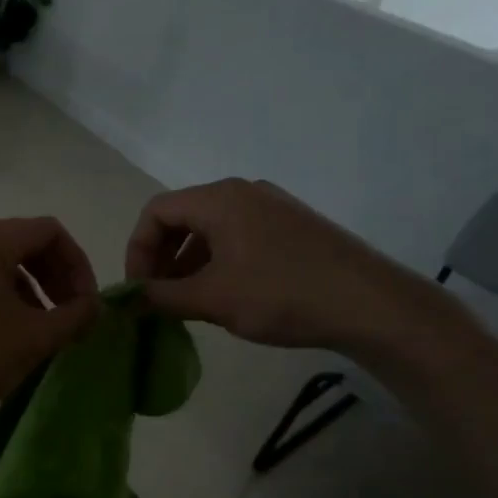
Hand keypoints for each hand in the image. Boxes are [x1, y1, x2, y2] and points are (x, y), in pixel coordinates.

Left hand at [0, 217, 100, 437]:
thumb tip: (95, 306)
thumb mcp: (34, 339)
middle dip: (51, 276)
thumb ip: (75, 315)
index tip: (86, 304)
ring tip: (34, 326)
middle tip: (66, 315)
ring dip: (22, 286)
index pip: (49, 232)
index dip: (78, 265)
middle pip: (19, 241)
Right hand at [125, 178, 443, 356]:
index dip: (137, 250)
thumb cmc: (281, 295)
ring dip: (189, 264)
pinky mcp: (293, 227)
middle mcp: (244, 192)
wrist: (372, 305)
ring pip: (211, 230)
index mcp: (219, 199)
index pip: (156, 212)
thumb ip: (161, 297)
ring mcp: (273, 207)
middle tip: (159, 298)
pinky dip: (219, 263)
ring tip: (190, 303)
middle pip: (182, 217)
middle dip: (162, 258)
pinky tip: (227, 296)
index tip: (138, 289)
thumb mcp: (212, 299)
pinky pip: (239, 237)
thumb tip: (126, 299)